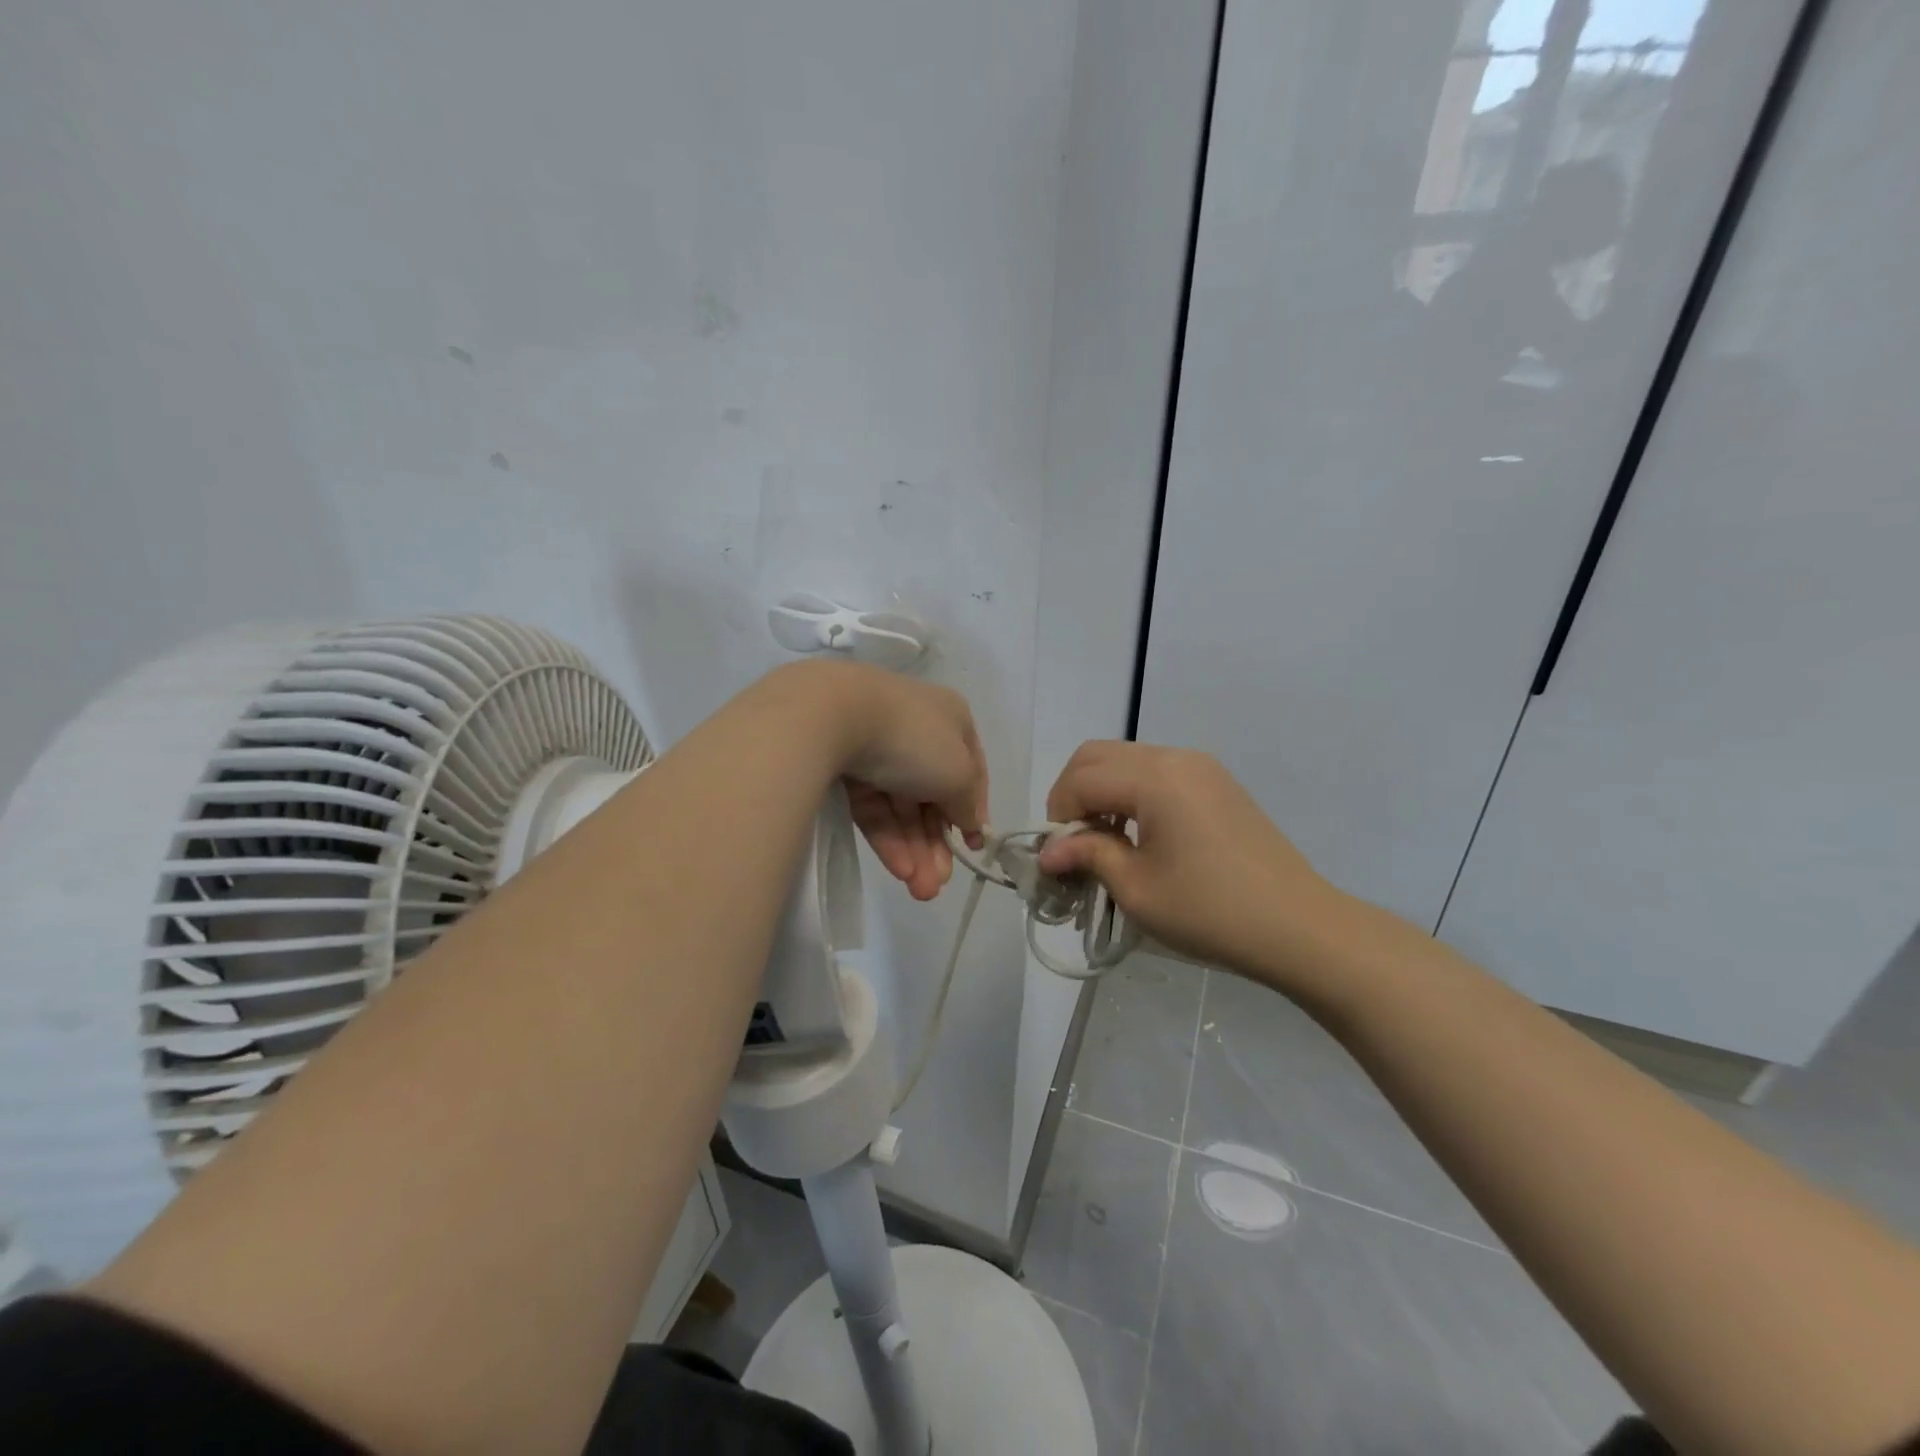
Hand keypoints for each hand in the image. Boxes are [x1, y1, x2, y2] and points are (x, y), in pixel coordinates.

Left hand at [784, 661, 988, 902]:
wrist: (831, 715)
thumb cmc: (914, 739)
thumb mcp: (959, 773)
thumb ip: (969, 803)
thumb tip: (973, 824)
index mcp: (951, 718)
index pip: (970, 770)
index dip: (973, 811)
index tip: (973, 849)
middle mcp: (916, 729)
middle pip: (932, 794)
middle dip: (936, 843)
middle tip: (937, 886)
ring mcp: (876, 746)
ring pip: (901, 806)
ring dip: (914, 850)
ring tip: (920, 891)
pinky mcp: (843, 766)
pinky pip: (873, 806)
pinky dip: (887, 836)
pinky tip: (898, 869)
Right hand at [1036, 741, 1341, 986]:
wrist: (1299, 927)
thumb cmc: (1210, 911)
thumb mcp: (1137, 888)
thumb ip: (1087, 855)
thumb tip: (1047, 852)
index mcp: (1154, 778)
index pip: (1081, 779)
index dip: (1057, 815)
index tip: (1058, 858)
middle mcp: (1175, 758)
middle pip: (1098, 756)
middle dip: (1073, 794)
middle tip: (1073, 842)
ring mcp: (1201, 767)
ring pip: (1127, 760)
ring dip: (1102, 792)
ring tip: (1106, 843)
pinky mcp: (1218, 783)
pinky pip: (1157, 772)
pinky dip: (1133, 794)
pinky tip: (1141, 836)